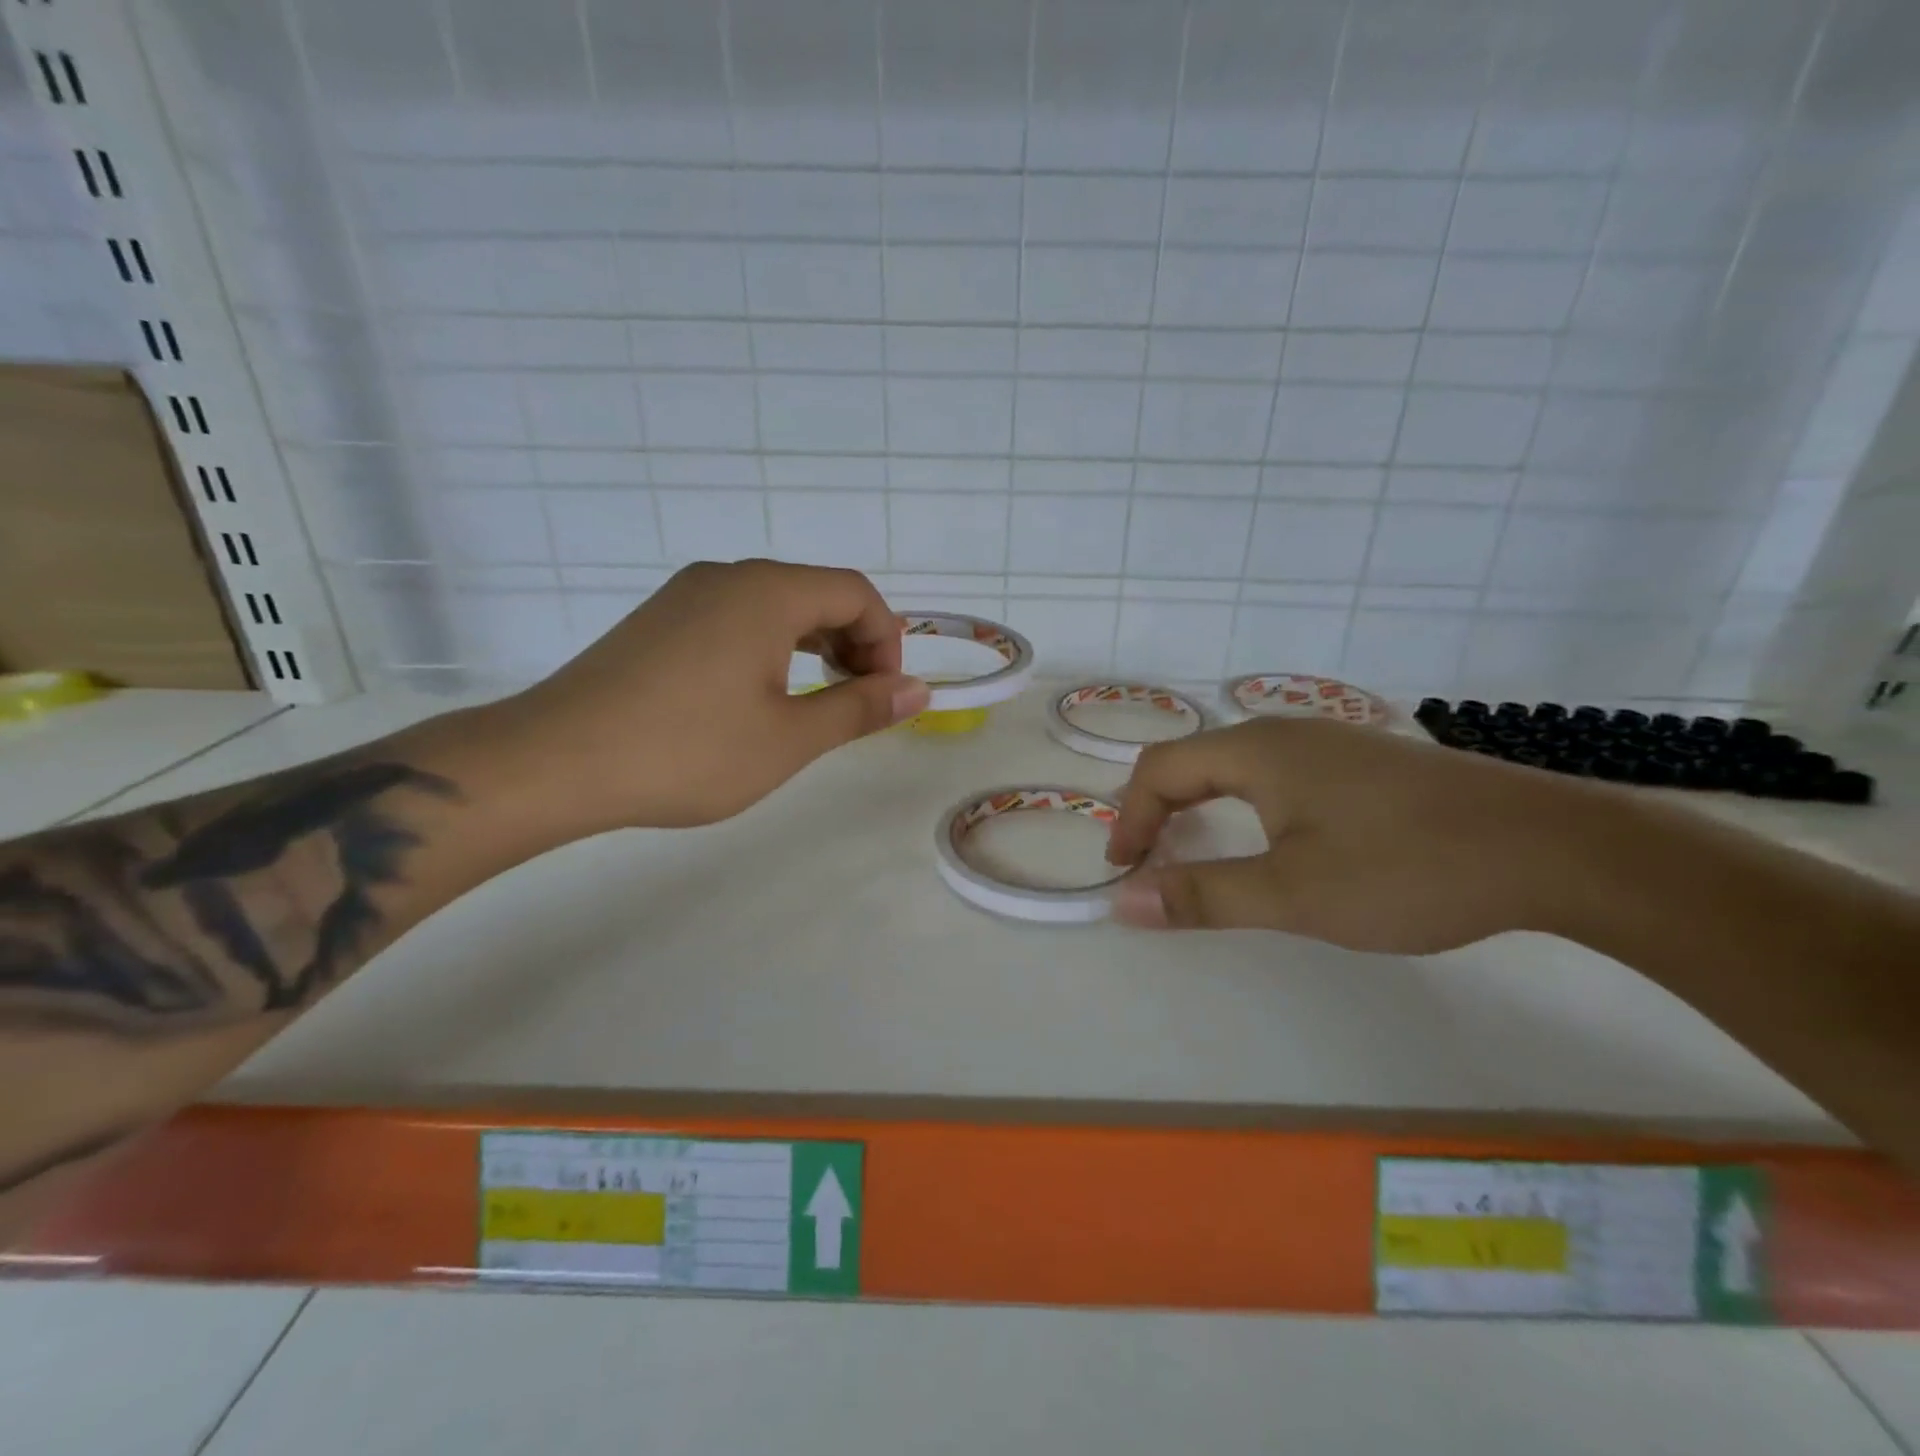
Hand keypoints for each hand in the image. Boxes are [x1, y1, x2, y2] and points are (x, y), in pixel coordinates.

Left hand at [493, 560, 927, 834]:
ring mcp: (686, 595)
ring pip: (775, 606)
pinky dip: (771, 648)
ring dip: (814, 645)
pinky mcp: (659, 621)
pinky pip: (736, 618)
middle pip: (816, 592)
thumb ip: (859, 709)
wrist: (554, 761)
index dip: (887, 640)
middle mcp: (727, 576)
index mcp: (766, 592)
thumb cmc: (687, 750)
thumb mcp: (789, 738)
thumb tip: (918, 690)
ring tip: (818, 699)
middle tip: (860, 701)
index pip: (855, 592)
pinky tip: (761, 695)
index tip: (887, 695)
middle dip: (854, 642)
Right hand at [1106, 717, 1597, 952]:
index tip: (1125, 872)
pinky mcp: (1366, 763)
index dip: (1131, 818)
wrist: (1553, 848)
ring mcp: (1331, 743)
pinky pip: (1279, 773)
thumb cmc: (1407, 868)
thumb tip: (1123, 901)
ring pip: (1237, 766)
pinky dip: (1245, 805)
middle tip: (1150, 861)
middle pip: (1194, 760)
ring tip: (1199, 852)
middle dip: (1160, 810)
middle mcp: (1286, 733)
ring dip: (1202, 806)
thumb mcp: (1293, 894)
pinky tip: (1274, 839)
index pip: (1160, 769)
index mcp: (1257, 751)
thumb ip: (1203, 895)